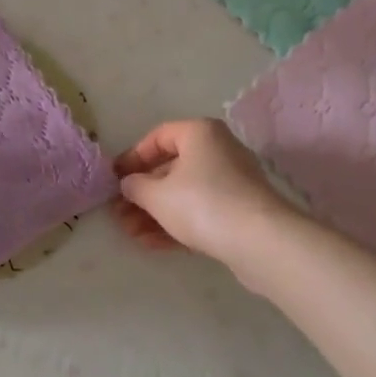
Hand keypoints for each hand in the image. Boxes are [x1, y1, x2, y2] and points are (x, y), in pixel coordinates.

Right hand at [112, 119, 288, 261]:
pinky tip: (151, 244)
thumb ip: (135, 186)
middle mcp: (218, 150)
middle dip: (141, 193)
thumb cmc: (202, 204)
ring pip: (183, 194)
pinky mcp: (239, 211)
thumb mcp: (156, 194)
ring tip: (130, 234)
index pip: (158, 137)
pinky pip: (199, 212)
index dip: (132, 158)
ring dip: (154, 213)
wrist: (261, 242)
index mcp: (199, 133)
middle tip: (118, 213)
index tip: (114, 179)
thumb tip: (129, 184)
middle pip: (170, 168)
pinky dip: (175, 224)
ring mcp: (231, 182)